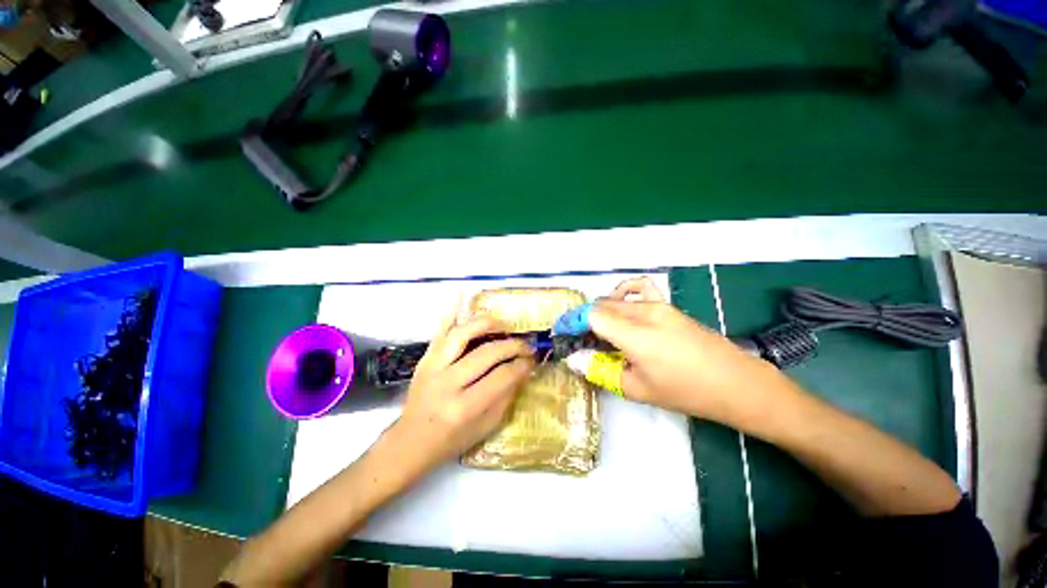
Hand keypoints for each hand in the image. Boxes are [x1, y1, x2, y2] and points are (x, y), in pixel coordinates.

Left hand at [391, 312, 534, 473]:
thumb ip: (506, 396)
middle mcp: (448, 383)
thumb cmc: (452, 439)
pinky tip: (464, 300)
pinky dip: (452, 313)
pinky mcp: (425, 358)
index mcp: (465, 407)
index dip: (521, 365)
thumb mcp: (486, 426)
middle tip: (525, 345)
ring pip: (463, 334)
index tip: (532, 360)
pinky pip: (440, 331)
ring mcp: (433, 367)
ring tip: (503, 326)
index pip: (502, 377)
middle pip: (487, 353)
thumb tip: (523, 369)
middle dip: (512, 346)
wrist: (411, 440)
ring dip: (487, 324)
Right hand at [591, 277, 783, 424]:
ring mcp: (658, 305)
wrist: (736, 383)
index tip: (564, 335)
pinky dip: (624, 293)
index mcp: (634, 334)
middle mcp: (643, 312)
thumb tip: (576, 360)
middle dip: (584, 320)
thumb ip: (602, 371)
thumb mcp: (637, 389)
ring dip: (601, 312)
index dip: (573, 322)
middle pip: (601, 306)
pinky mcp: (669, 306)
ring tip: (599, 331)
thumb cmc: (686, 391)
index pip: (591, 315)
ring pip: (616, 299)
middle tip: (581, 341)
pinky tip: (623, 308)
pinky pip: (640, 289)